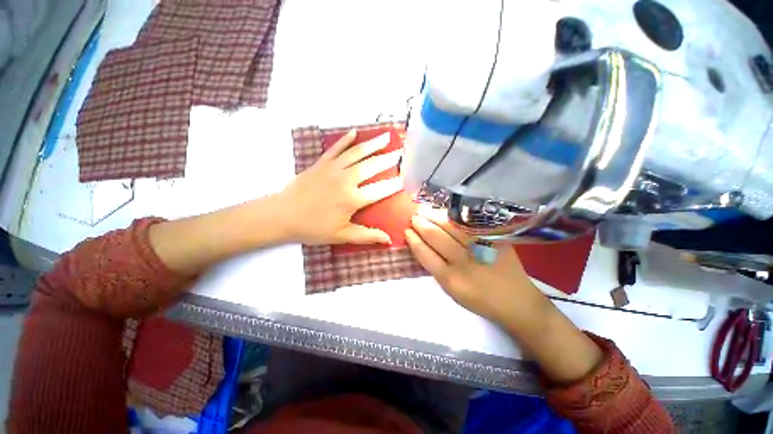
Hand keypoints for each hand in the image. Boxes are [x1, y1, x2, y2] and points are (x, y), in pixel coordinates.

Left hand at [279, 129, 402, 245]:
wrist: (282, 215)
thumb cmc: (313, 228)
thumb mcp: (342, 235)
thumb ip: (367, 236)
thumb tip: (388, 239)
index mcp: (353, 199)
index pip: (381, 190)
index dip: (394, 185)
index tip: (405, 179)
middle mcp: (347, 180)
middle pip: (372, 166)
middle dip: (388, 159)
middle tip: (401, 153)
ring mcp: (333, 168)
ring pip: (357, 153)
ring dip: (373, 144)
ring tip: (386, 137)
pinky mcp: (321, 163)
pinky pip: (336, 148)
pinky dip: (346, 139)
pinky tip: (354, 132)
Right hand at [405, 209, 549, 327]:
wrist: (517, 302)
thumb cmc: (480, 300)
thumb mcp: (452, 292)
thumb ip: (436, 269)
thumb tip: (421, 245)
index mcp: (450, 279)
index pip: (424, 253)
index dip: (413, 240)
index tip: (407, 231)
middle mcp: (463, 262)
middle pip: (435, 236)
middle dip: (420, 224)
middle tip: (414, 217)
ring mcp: (480, 248)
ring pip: (450, 226)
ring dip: (434, 216)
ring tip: (425, 211)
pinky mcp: (494, 239)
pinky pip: (468, 223)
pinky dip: (453, 216)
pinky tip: (445, 213)